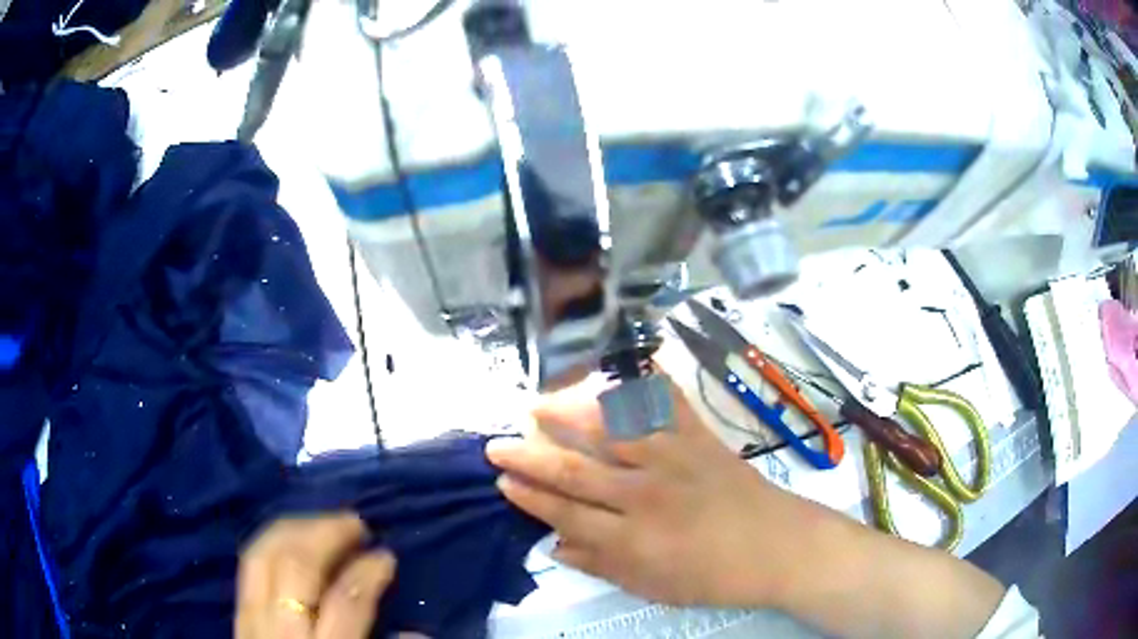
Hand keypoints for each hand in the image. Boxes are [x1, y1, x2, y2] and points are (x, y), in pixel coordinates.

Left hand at [235, 513, 395, 638]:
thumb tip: (416, 634)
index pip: (346, 603)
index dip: (368, 573)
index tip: (386, 556)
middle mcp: (281, 630)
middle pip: (296, 567)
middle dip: (327, 535)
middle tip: (355, 523)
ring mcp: (252, 618)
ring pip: (264, 555)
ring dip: (296, 529)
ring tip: (324, 522)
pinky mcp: (238, 614)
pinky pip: (249, 564)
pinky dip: (270, 541)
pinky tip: (288, 536)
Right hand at [486, 376, 828, 608]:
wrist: (779, 547)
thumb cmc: (715, 576)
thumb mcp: (654, 587)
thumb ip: (602, 566)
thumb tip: (555, 545)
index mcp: (635, 537)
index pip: (566, 511)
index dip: (530, 495)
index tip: (501, 479)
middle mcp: (647, 493)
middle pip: (577, 469)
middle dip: (531, 455)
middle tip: (497, 442)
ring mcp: (676, 459)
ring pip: (611, 429)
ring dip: (570, 414)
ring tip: (540, 403)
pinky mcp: (701, 439)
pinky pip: (668, 404)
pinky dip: (643, 383)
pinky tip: (618, 372)